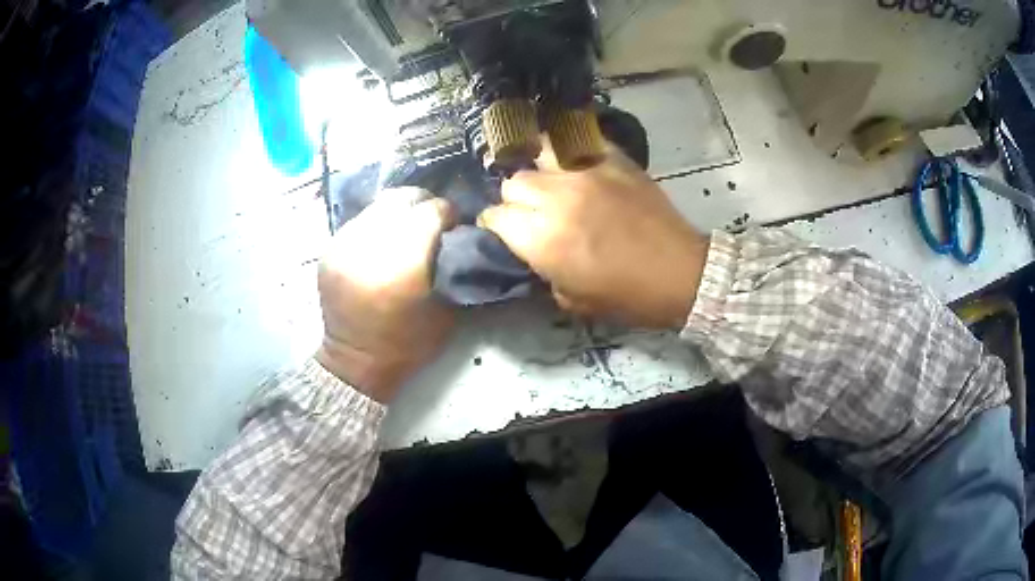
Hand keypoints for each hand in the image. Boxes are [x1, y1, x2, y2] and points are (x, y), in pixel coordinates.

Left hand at [315, 187, 454, 402]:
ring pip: (379, 205)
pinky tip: (384, 241)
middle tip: (433, 220)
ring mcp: (343, 244)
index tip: (455, 223)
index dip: (448, 212)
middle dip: (423, 204)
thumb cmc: (407, 344)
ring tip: (408, 228)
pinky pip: (361, 220)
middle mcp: (367, 246)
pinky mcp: (330, 248)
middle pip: (402, 198)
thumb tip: (457, 233)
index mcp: (399, 265)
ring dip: (399, 212)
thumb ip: (452, 266)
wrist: (355, 362)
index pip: (429, 212)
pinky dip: (378, 224)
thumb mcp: (446, 311)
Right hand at [479, 152, 708, 328]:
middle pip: (513, 181)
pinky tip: (573, 160)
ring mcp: (586, 171)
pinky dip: (569, 149)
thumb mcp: (571, 299)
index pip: (495, 216)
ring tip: (549, 179)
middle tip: (531, 211)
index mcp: (541, 238)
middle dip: (515, 198)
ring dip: (538, 168)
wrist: (680, 274)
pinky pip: (578, 141)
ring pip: (539, 152)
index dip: (495, 225)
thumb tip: (533, 249)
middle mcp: (556, 197)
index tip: (503, 231)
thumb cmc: (627, 296)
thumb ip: (542, 268)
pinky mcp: (613, 159)